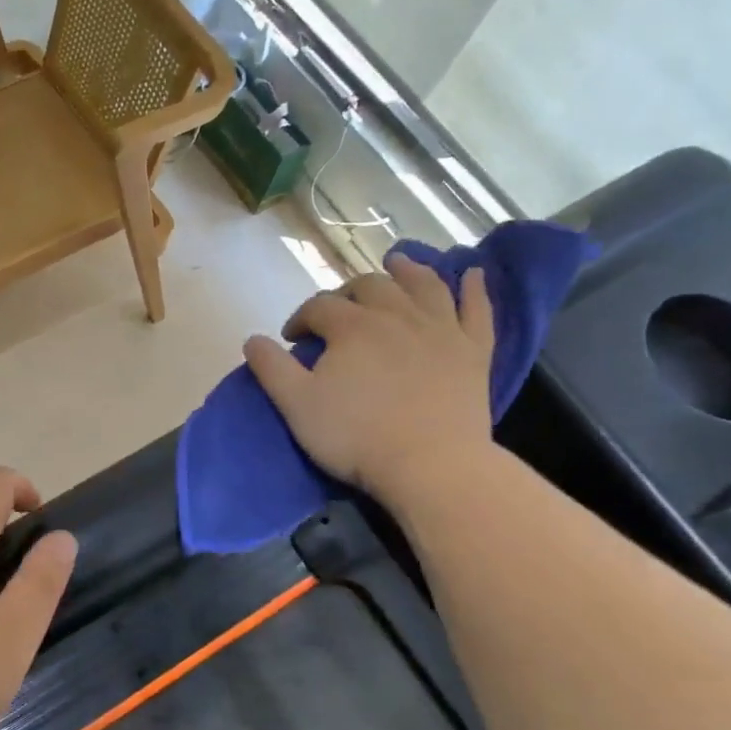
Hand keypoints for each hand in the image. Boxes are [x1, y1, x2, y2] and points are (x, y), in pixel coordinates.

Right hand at [243, 256, 495, 508]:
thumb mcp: (297, 406)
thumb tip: (253, 339)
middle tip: (338, 309)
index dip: (300, 318)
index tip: (291, 339)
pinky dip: (475, 290)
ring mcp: (440, 329)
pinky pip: (478, 310)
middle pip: (370, 286)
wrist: (430, 465)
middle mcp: (396, 315)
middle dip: (348, 291)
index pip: (319, 307)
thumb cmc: (356, 436)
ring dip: (408, 271)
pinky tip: (473, 275)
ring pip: (423, 285)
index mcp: (352, 326)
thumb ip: (272, 368)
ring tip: (398, 264)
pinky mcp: (473, 351)